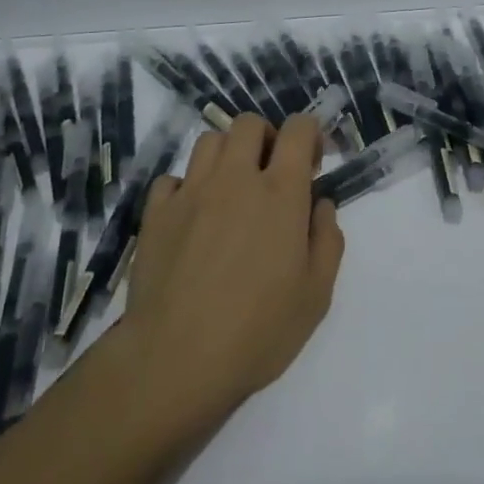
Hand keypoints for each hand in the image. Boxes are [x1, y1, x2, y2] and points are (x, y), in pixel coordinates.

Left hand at [120, 113, 344, 425]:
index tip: (311, 163)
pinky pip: (172, 178)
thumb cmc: (257, 331)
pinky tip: (192, 216)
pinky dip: (186, 187)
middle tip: (270, 174)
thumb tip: (320, 205)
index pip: (298, 128)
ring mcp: (191, 192)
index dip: (308, 134)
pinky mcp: (156, 213)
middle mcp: (235, 178)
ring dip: (227, 155)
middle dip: (266, 137)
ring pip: (210, 140)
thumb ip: (327, 240)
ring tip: (230, 190)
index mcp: (280, 192)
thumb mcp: (316, 295)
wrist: (174, 361)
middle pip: (249, 123)